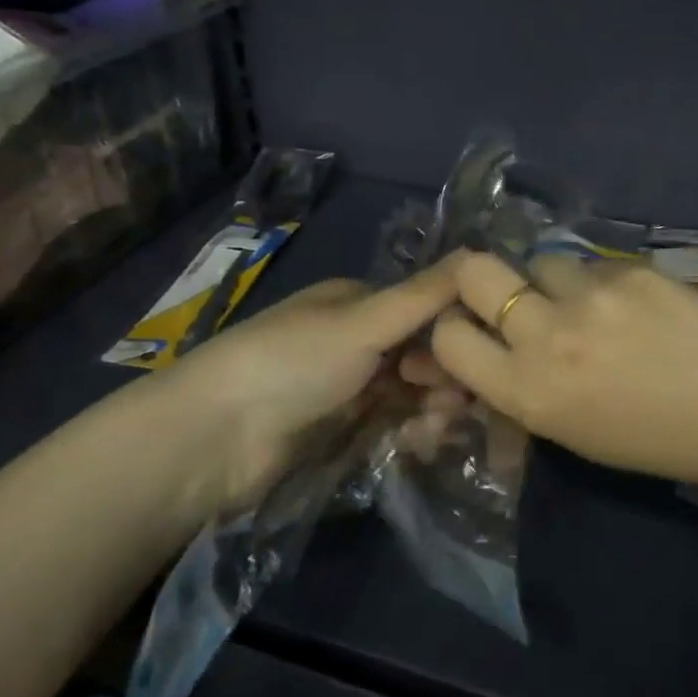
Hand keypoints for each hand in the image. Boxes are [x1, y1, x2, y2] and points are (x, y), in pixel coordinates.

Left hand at [110, 259, 461, 527]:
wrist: (216, 438)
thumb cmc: (292, 362)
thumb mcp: (362, 321)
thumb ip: (424, 295)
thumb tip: (482, 252)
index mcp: (355, 302)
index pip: (423, 308)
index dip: (454, 331)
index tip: (477, 358)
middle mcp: (354, 340)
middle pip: (420, 353)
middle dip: (446, 376)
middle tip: (458, 403)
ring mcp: (347, 387)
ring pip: (410, 393)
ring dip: (433, 408)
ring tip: (437, 429)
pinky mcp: (340, 431)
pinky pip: (391, 425)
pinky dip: (411, 432)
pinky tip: (419, 444)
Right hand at [423, 251, 697, 488]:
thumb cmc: (651, 440)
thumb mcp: (568, 431)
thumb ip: (519, 390)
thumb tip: (486, 359)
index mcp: (526, 392)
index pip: (448, 336)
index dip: (453, 328)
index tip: (474, 330)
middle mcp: (545, 336)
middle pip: (473, 271)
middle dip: (476, 278)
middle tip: (504, 292)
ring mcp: (589, 295)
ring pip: (539, 261)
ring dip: (550, 282)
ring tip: (588, 304)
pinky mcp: (628, 269)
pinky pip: (592, 264)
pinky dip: (600, 282)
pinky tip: (632, 305)